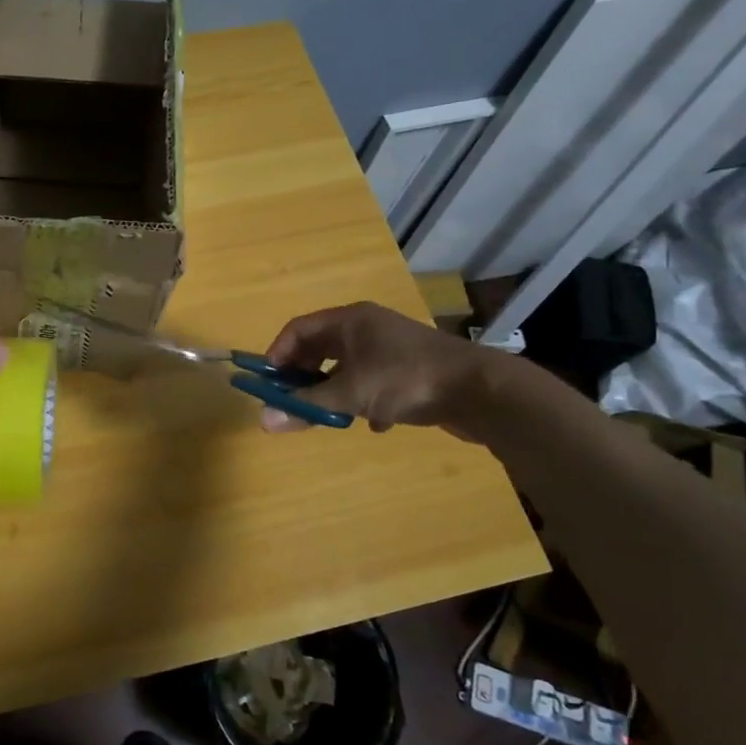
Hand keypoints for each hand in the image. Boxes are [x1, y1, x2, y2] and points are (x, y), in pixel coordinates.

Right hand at [259, 301, 499, 435]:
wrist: (481, 391)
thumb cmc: (406, 380)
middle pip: (321, 347)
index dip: (277, 354)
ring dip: (333, 390)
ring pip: (347, 366)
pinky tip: (375, 423)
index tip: (266, 382)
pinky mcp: (411, 369)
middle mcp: (368, 327)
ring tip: (329, 414)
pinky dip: (365, 400)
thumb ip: (306, 405)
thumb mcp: (350, 394)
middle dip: (303, 375)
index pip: (298, 329)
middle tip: (291, 400)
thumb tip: (264, 420)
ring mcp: (392, 348)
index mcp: (349, 320)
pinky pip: (374, 381)